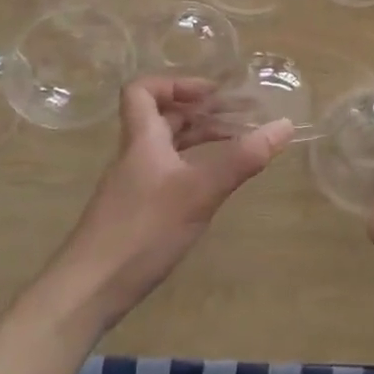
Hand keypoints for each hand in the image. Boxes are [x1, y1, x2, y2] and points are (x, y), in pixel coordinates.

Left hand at [59, 78, 292, 326]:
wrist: (88, 291)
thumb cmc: (143, 230)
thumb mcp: (200, 191)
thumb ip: (242, 158)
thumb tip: (285, 124)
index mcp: (142, 139)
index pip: (142, 90)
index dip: (176, 83)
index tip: (212, 92)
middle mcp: (135, 155)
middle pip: (163, 117)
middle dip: (202, 111)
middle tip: (241, 115)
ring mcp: (133, 185)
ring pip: (167, 146)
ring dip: (200, 138)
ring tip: (238, 143)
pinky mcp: (135, 212)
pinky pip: (168, 172)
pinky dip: (193, 167)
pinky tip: (213, 185)